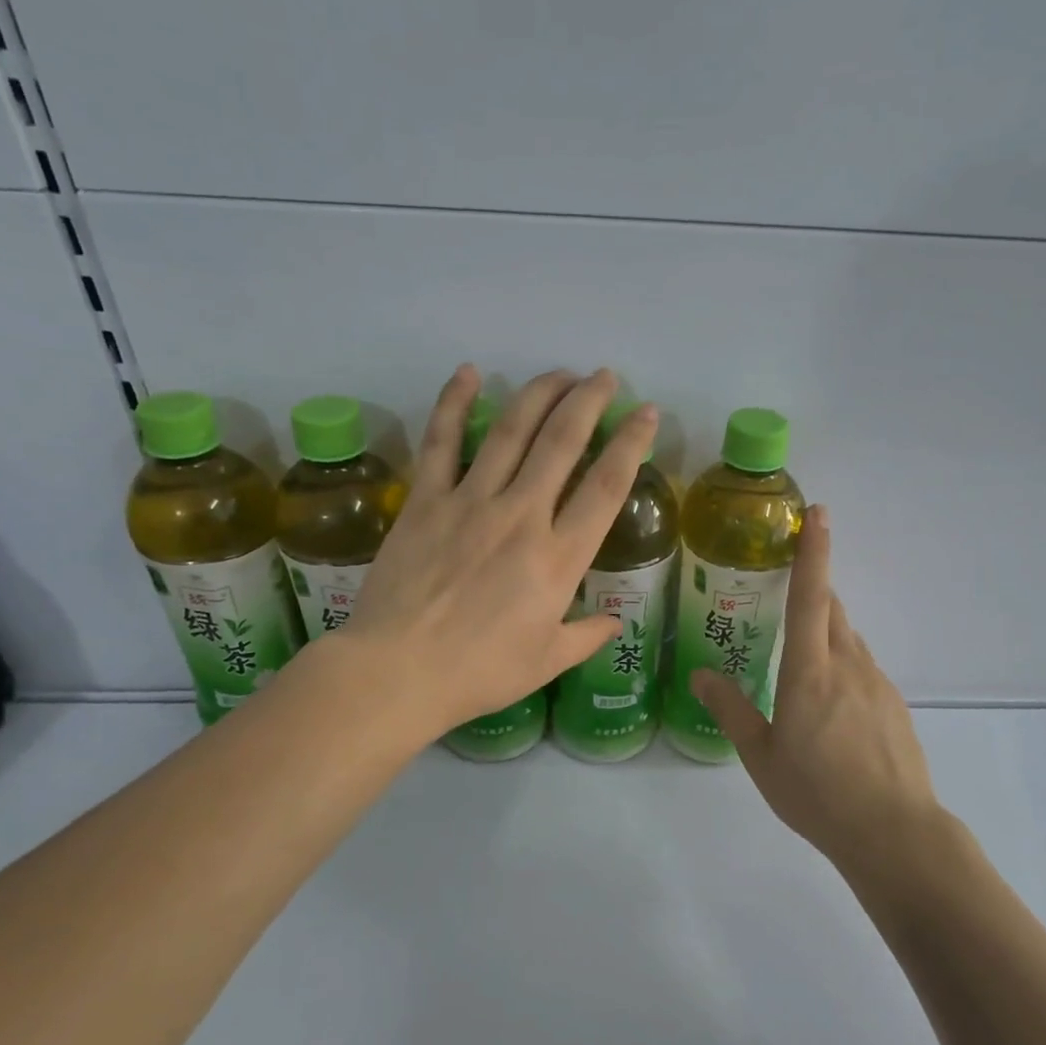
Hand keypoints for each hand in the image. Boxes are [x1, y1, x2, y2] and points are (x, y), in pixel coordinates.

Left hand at [338, 365, 656, 743]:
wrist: (399, 671)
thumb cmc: (480, 672)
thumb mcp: (547, 662)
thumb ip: (586, 636)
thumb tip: (613, 622)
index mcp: (558, 558)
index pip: (605, 487)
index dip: (631, 444)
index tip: (646, 414)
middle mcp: (521, 516)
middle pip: (562, 442)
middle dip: (588, 401)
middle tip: (603, 376)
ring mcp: (470, 502)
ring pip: (510, 431)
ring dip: (539, 393)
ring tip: (559, 373)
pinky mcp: (426, 501)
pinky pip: (442, 442)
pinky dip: (454, 403)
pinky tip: (469, 373)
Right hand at [690, 507, 950, 880]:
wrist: (893, 832)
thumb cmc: (817, 792)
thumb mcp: (760, 755)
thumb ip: (730, 709)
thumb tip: (700, 674)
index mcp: (810, 671)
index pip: (811, 597)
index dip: (814, 552)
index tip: (818, 514)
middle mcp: (848, 665)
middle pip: (833, 610)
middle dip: (815, 590)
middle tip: (787, 592)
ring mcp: (878, 684)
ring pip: (850, 640)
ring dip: (827, 633)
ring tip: (802, 661)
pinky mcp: (895, 706)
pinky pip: (864, 669)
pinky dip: (844, 666)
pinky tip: (832, 707)